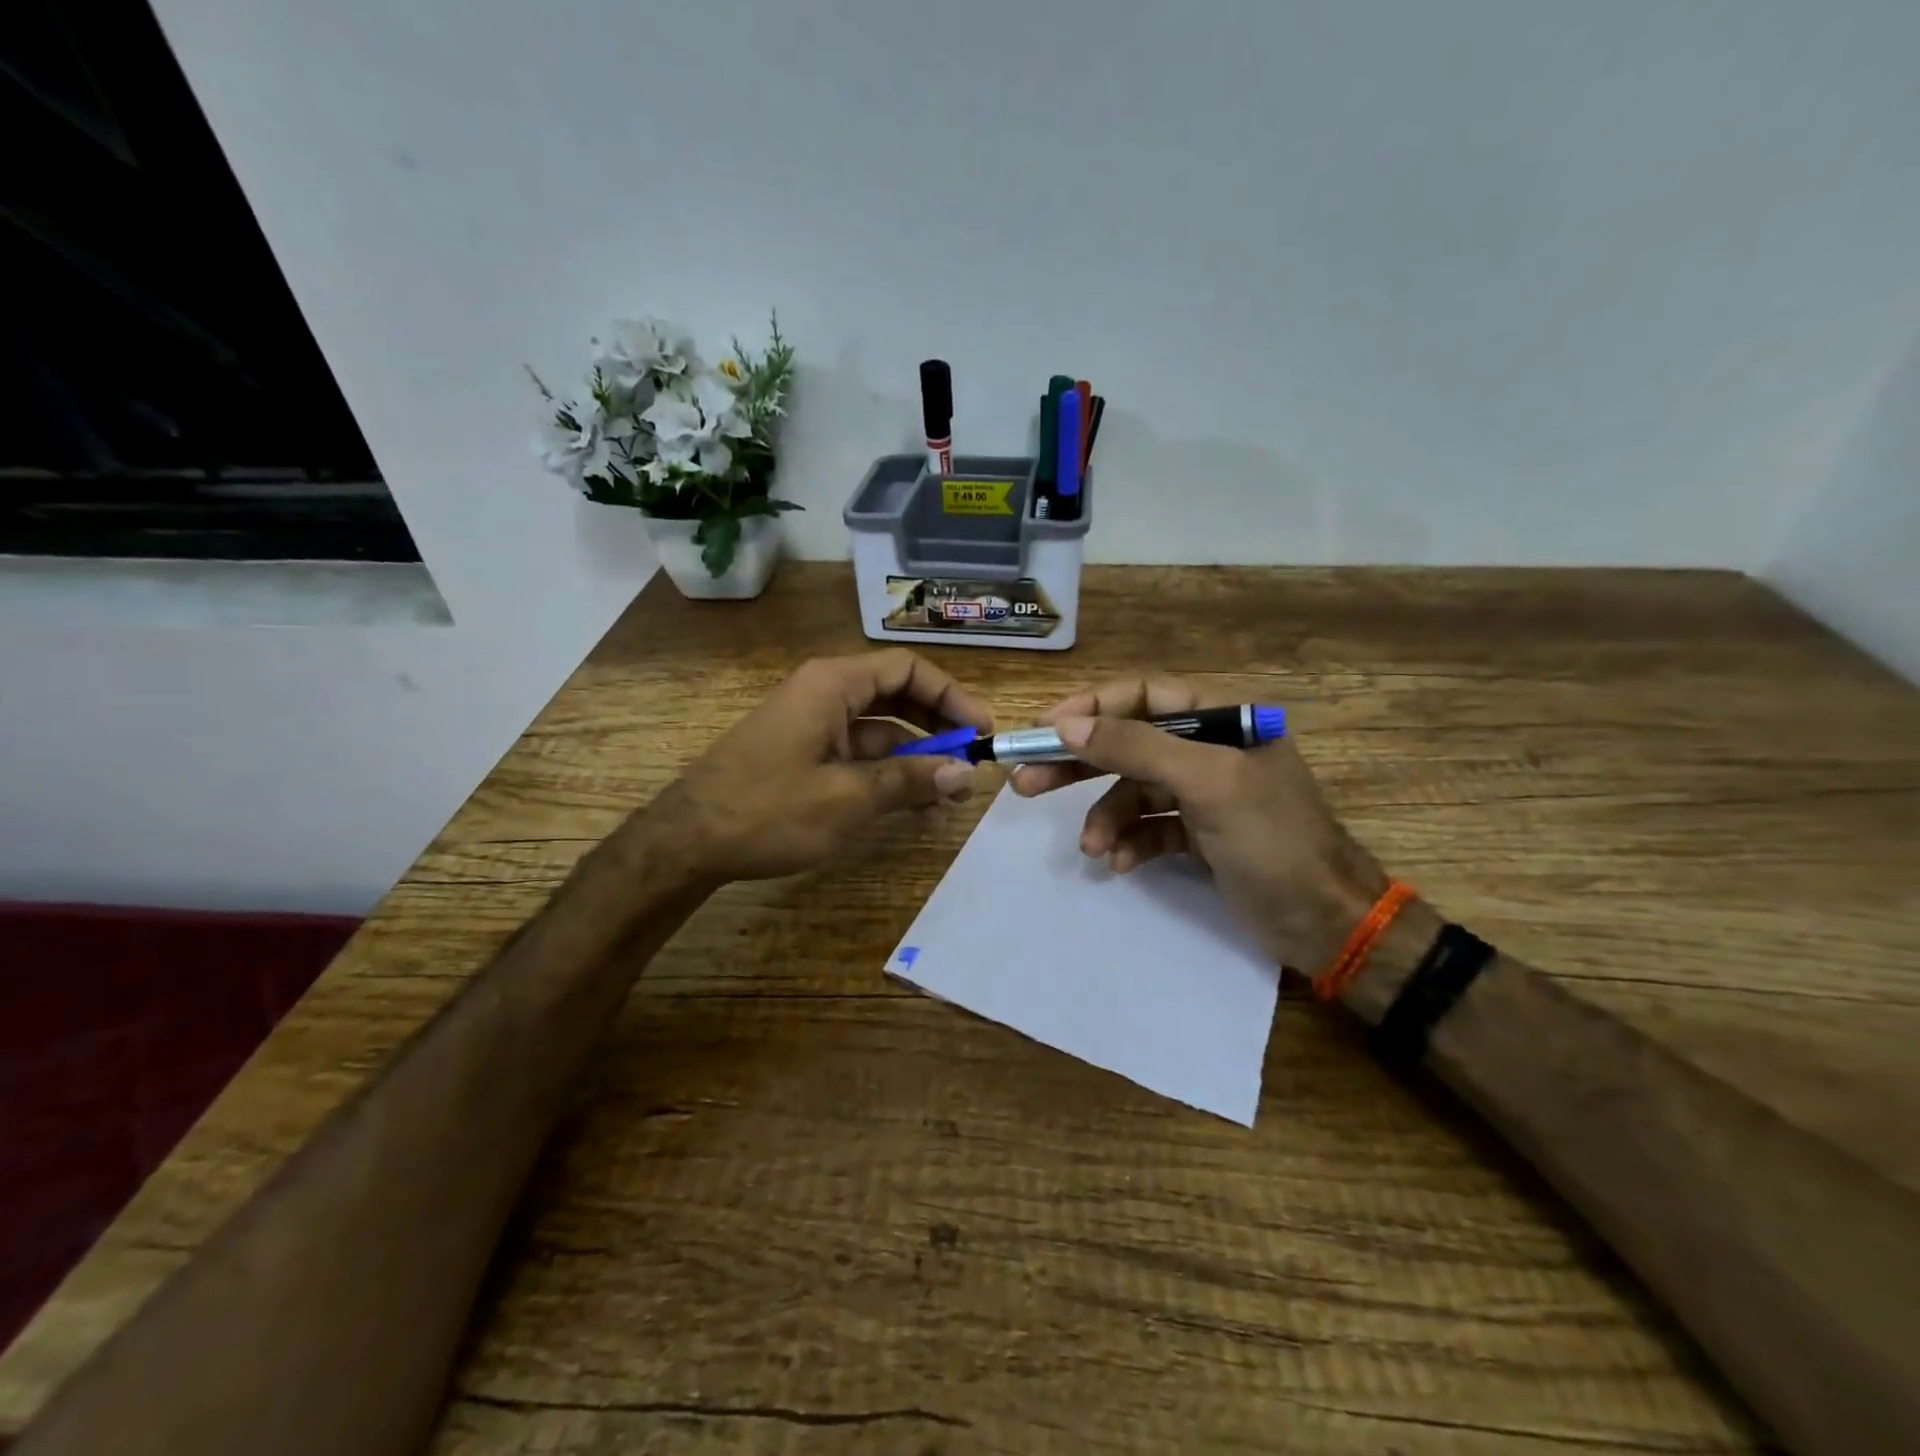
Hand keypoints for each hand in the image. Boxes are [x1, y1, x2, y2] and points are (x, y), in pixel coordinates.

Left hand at [652, 650, 990, 881]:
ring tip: (948, 795)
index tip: (982, 731)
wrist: (686, 842)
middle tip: (971, 764)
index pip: (908, 670)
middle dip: (937, 729)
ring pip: (879, 730)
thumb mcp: (849, 798)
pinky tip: (910, 804)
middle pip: (896, 696)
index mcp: (833, 684)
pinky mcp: (802, 753)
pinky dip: (886, 773)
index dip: (951, 696)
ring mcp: (811, 724)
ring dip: (915, 758)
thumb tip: (967, 774)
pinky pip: (856, 753)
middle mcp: (824, 693)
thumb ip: (911, 781)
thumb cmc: (769, 809)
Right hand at [1009, 676, 1387, 971]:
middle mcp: (1210, 748)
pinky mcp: (1200, 833)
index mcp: (1222, 719)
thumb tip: (1067, 724)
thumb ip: (1136, 748)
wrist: (1325, 923)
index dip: (1090, 707)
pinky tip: (1121, 863)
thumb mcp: (1206, 784)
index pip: (1142, 695)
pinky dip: (1131, 841)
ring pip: (1133, 790)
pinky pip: (1150, 826)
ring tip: (1092, 848)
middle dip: (1079, 764)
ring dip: (1106, 817)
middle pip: (1128, 742)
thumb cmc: (1272, 841)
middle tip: (1026, 782)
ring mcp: (1204, 792)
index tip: (1043, 730)